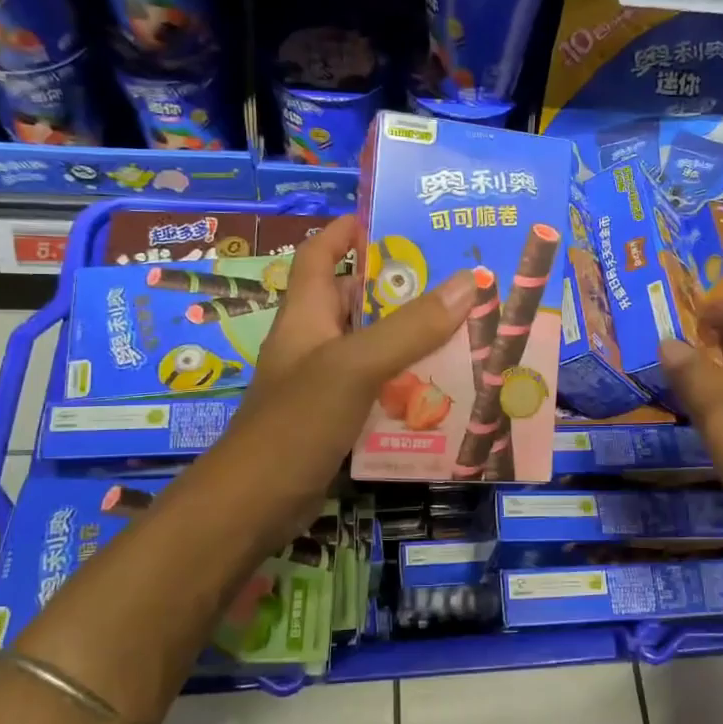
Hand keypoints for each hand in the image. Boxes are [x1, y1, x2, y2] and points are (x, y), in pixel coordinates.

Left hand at [180, 215, 476, 562]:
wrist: (253, 505)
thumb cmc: (295, 422)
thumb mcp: (354, 366)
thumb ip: (409, 328)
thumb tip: (468, 281)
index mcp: (305, 314)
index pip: (320, 254)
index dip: (348, 231)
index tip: (392, 218)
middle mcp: (313, 342)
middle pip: (357, 301)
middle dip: (401, 289)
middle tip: (458, 281)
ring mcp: (323, 384)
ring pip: (373, 349)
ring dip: (412, 341)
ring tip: (466, 331)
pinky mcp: (336, 420)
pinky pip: (378, 391)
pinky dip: (407, 386)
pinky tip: (445, 392)